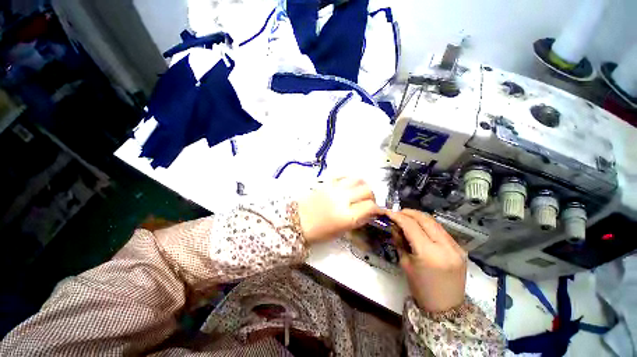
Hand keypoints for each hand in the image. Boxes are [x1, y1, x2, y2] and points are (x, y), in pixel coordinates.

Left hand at [297, 178, 382, 242]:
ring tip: (359, 192)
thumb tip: (370, 213)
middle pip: (367, 190)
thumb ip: (358, 221)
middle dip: (371, 197)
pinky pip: (344, 175)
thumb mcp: (342, 231)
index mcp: (347, 216)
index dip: (377, 209)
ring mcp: (334, 188)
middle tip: (367, 202)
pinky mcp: (327, 182)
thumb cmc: (320, 232)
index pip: (370, 206)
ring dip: (363, 186)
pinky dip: (350, 180)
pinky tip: (348, 186)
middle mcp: (343, 199)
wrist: (298, 221)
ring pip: (358, 179)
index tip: (376, 211)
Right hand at [385, 209, 466, 312]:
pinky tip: (420, 226)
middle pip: (425, 220)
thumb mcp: (405, 263)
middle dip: (409, 213)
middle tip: (397, 212)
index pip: (411, 226)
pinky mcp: (460, 249)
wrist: (445, 307)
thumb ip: (399, 241)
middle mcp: (445, 247)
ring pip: (435, 222)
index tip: (388, 211)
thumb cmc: (420, 287)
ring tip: (407, 216)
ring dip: (419, 217)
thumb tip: (395, 225)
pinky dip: (429, 224)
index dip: (398, 216)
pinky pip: (441, 230)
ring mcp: (456, 247)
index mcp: (429, 254)